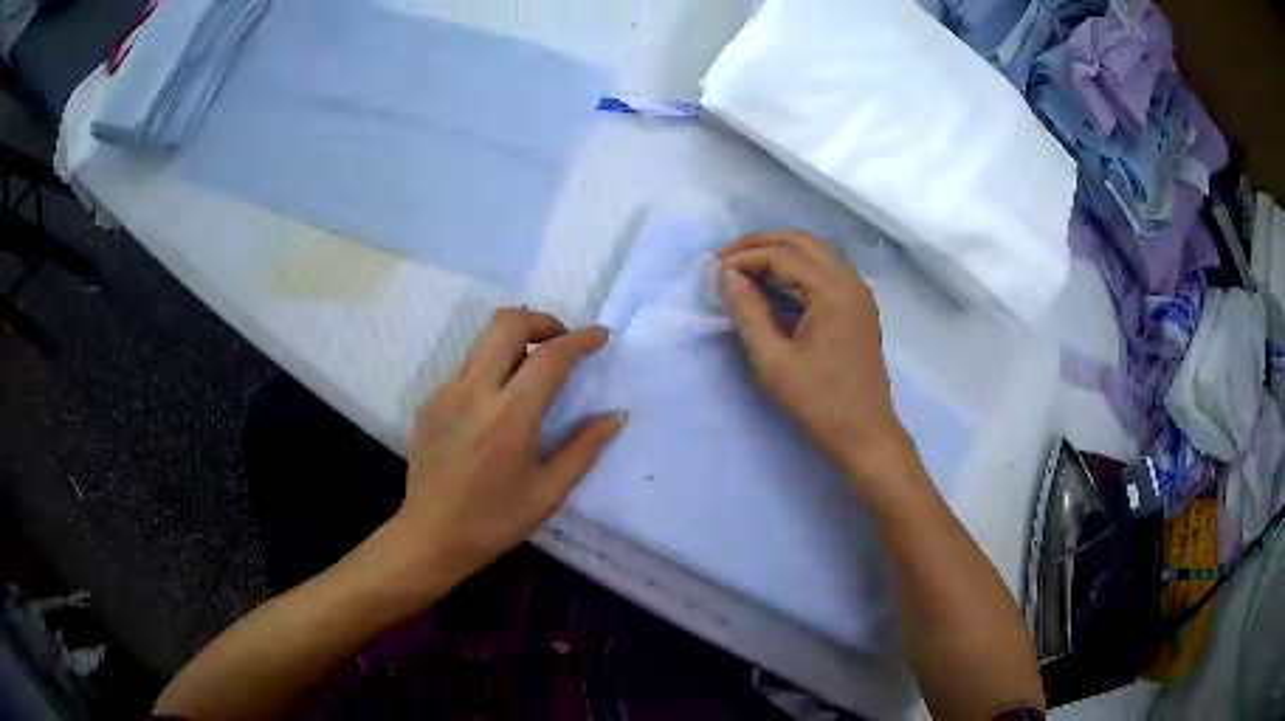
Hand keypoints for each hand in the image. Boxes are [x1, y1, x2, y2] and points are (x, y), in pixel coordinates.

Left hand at [391, 308, 625, 588]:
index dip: (581, 339)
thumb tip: (615, 415)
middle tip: (561, 347)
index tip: (600, 337)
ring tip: (531, 377)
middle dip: (542, 321)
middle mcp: (474, 392)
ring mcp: (445, 393)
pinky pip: (465, 369)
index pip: (550, 356)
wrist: (430, 536)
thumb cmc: (495, 521)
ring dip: (515, 344)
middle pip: (507, 323)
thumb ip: (584, 448)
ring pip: (483, 342)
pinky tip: (496, 408)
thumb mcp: (548, 492)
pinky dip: (490, 370)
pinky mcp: (429, 402)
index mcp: (509, 417)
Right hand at [717, 231, 909, 486]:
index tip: (714, 272)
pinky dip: (797, 268)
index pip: (781, 255)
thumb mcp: (773, 361)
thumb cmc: (819, 402)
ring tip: (744, 270)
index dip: (744, 258)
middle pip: (801, 242)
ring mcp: (859, 292)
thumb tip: (726, 275)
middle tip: (726, 260)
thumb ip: (747, 312)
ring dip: (779, 253)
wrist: (865, 434)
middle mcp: (850, 280)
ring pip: (815, 252)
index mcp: (832, 290)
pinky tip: (775, 286)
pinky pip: (826, 270)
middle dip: (760, 244)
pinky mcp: (859, 307)